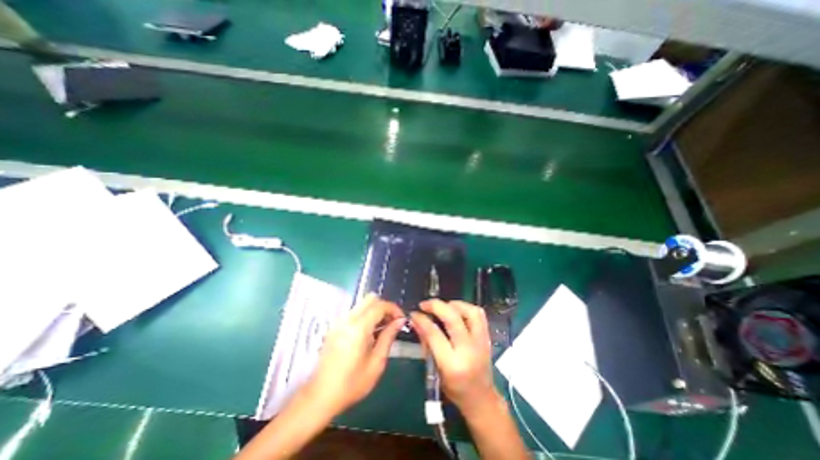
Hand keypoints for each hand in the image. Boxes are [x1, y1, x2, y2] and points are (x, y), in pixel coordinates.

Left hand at [308, 296, 405, 414]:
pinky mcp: (335, 327)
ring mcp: (340, 322)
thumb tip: (400, 321)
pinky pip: (355, 312)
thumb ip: (389, 337)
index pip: (380, 305)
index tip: (402, 320)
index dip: (394, 309)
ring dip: (375, 311)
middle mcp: (348, 319)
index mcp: (358, 327)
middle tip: (392, 322)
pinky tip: (370, 333)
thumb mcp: (377, 362)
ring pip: (362, 304)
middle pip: (370, 299)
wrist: (320, 397)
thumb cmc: (352, 384)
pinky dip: (366, 316)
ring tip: (383, 329)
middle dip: (385, 307)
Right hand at [409, 302, 492, 412]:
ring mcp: (481, 342)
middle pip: (453, 318)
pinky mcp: (487, 337)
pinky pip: (479, 314)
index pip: (434, 333)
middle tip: (425, 304)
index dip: (422, 319)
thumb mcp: (435, 370)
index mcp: (452, 364)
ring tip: (443, 307)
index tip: (414, 313)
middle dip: (436, 306)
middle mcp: (468, 350)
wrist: (481, 398)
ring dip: (454, 304)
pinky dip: (466, 307)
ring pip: (470, 312)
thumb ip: (426, 343)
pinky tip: (456, 310)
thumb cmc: (454, 389)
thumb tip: (416, 320)